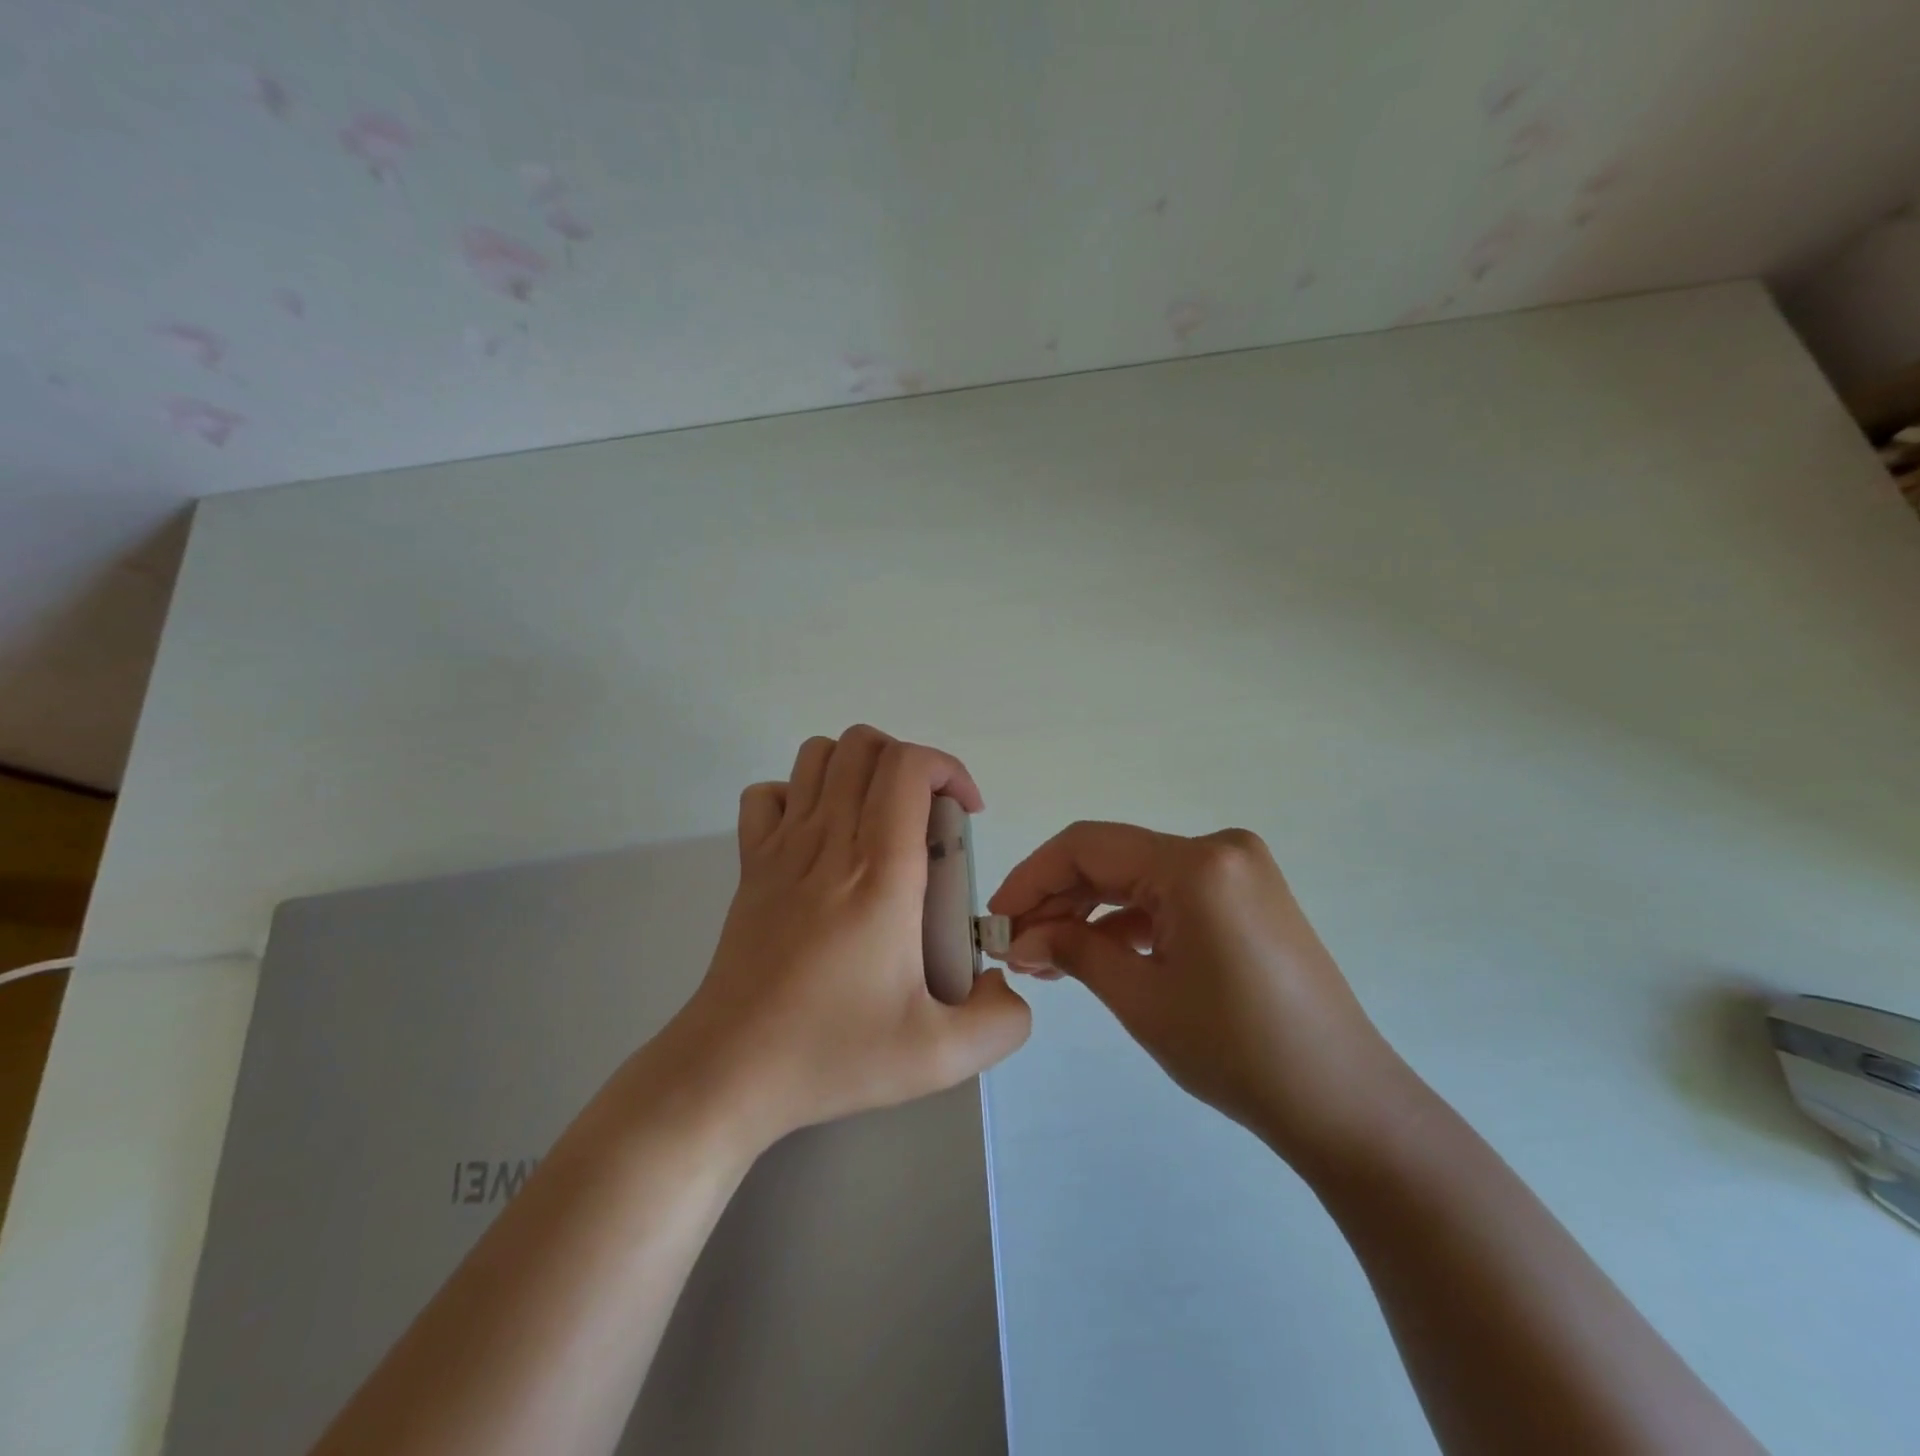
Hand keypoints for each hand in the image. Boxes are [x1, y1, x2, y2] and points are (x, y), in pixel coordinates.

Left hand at [673, 726, 1031, 1149]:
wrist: (731, 1071)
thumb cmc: (832, 1053)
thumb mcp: (939, 1057)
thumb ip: (1000, 1021)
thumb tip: (1006, 984)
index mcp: (880, 873)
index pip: (908, 767)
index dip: (948, 769)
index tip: (966, 815)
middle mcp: (829, 843)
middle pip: (864, 745)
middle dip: (909, 763)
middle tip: (929, 820)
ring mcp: (781, 848)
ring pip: (817, 756)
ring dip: (858, 769)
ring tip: (881, 820)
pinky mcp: (751, 865)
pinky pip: (768, 795)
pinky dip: (798, 795)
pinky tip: (820, 838)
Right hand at [990, 822, 1407, 1162]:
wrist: (1343, 1102)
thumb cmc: (1236, 1050)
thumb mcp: (1141, 998)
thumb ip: (1073, 950)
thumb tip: (1019, 938)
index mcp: (1196, 863)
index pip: (1088, 847)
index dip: (1032, 877)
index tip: (995, 918)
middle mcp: (1219, 849)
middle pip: (1113, 858)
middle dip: (1059, 899)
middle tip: (1017, 945)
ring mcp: (1239, 870)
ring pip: (1140, 877)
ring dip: (1091, 912)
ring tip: (1049, 957)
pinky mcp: (1247, 896)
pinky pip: (1171, 894)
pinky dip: (1131, 920)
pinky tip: (1098, 954)